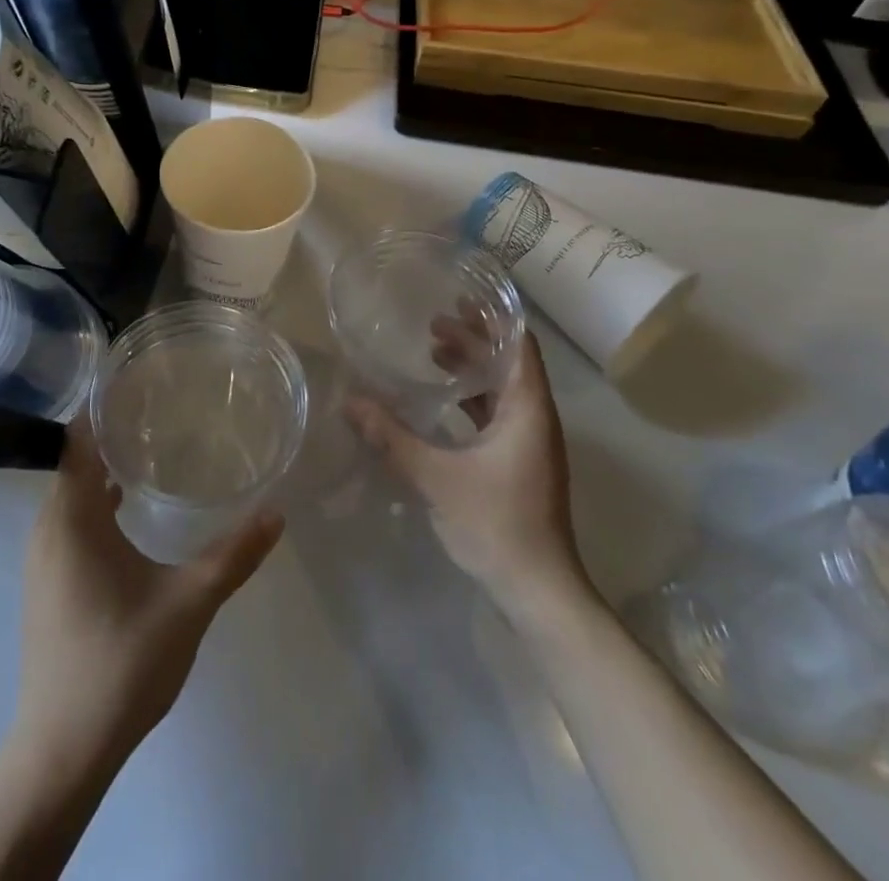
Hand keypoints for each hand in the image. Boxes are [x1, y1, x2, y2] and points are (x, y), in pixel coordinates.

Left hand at [12, 423, 282, 766]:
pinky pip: (71, 522)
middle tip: (159, 409)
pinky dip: (97, 504)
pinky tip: (131, 510)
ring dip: (104, 469)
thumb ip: (233, 556)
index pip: (77, 439)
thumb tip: (276, 514)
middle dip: (112, 433)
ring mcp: (43, 558)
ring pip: (72, 493)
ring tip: (152, 448)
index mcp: (72, 519)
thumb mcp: (188, 604)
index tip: (139, 383)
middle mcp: (49, 528)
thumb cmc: (122, 663)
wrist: (62, 750)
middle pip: (75, 460)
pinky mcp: (49, 583)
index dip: (102, 406)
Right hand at [345, 308, 594, 617]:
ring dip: (471, 368)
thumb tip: (350, 402)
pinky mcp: (518, 462)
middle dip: (473, 339)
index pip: (520, 345)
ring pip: (502, 389)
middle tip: (432, 322)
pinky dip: (471, 398)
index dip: (493, 318)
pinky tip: (441, 402)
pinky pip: (497, 413)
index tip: (459, 298)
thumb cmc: (496, 523)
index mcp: (528, 409)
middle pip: (508, 363)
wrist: (538, 590)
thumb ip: (392, 437)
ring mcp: (529, 442)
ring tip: (432, 352)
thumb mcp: (436, 476)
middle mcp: (535, 418)